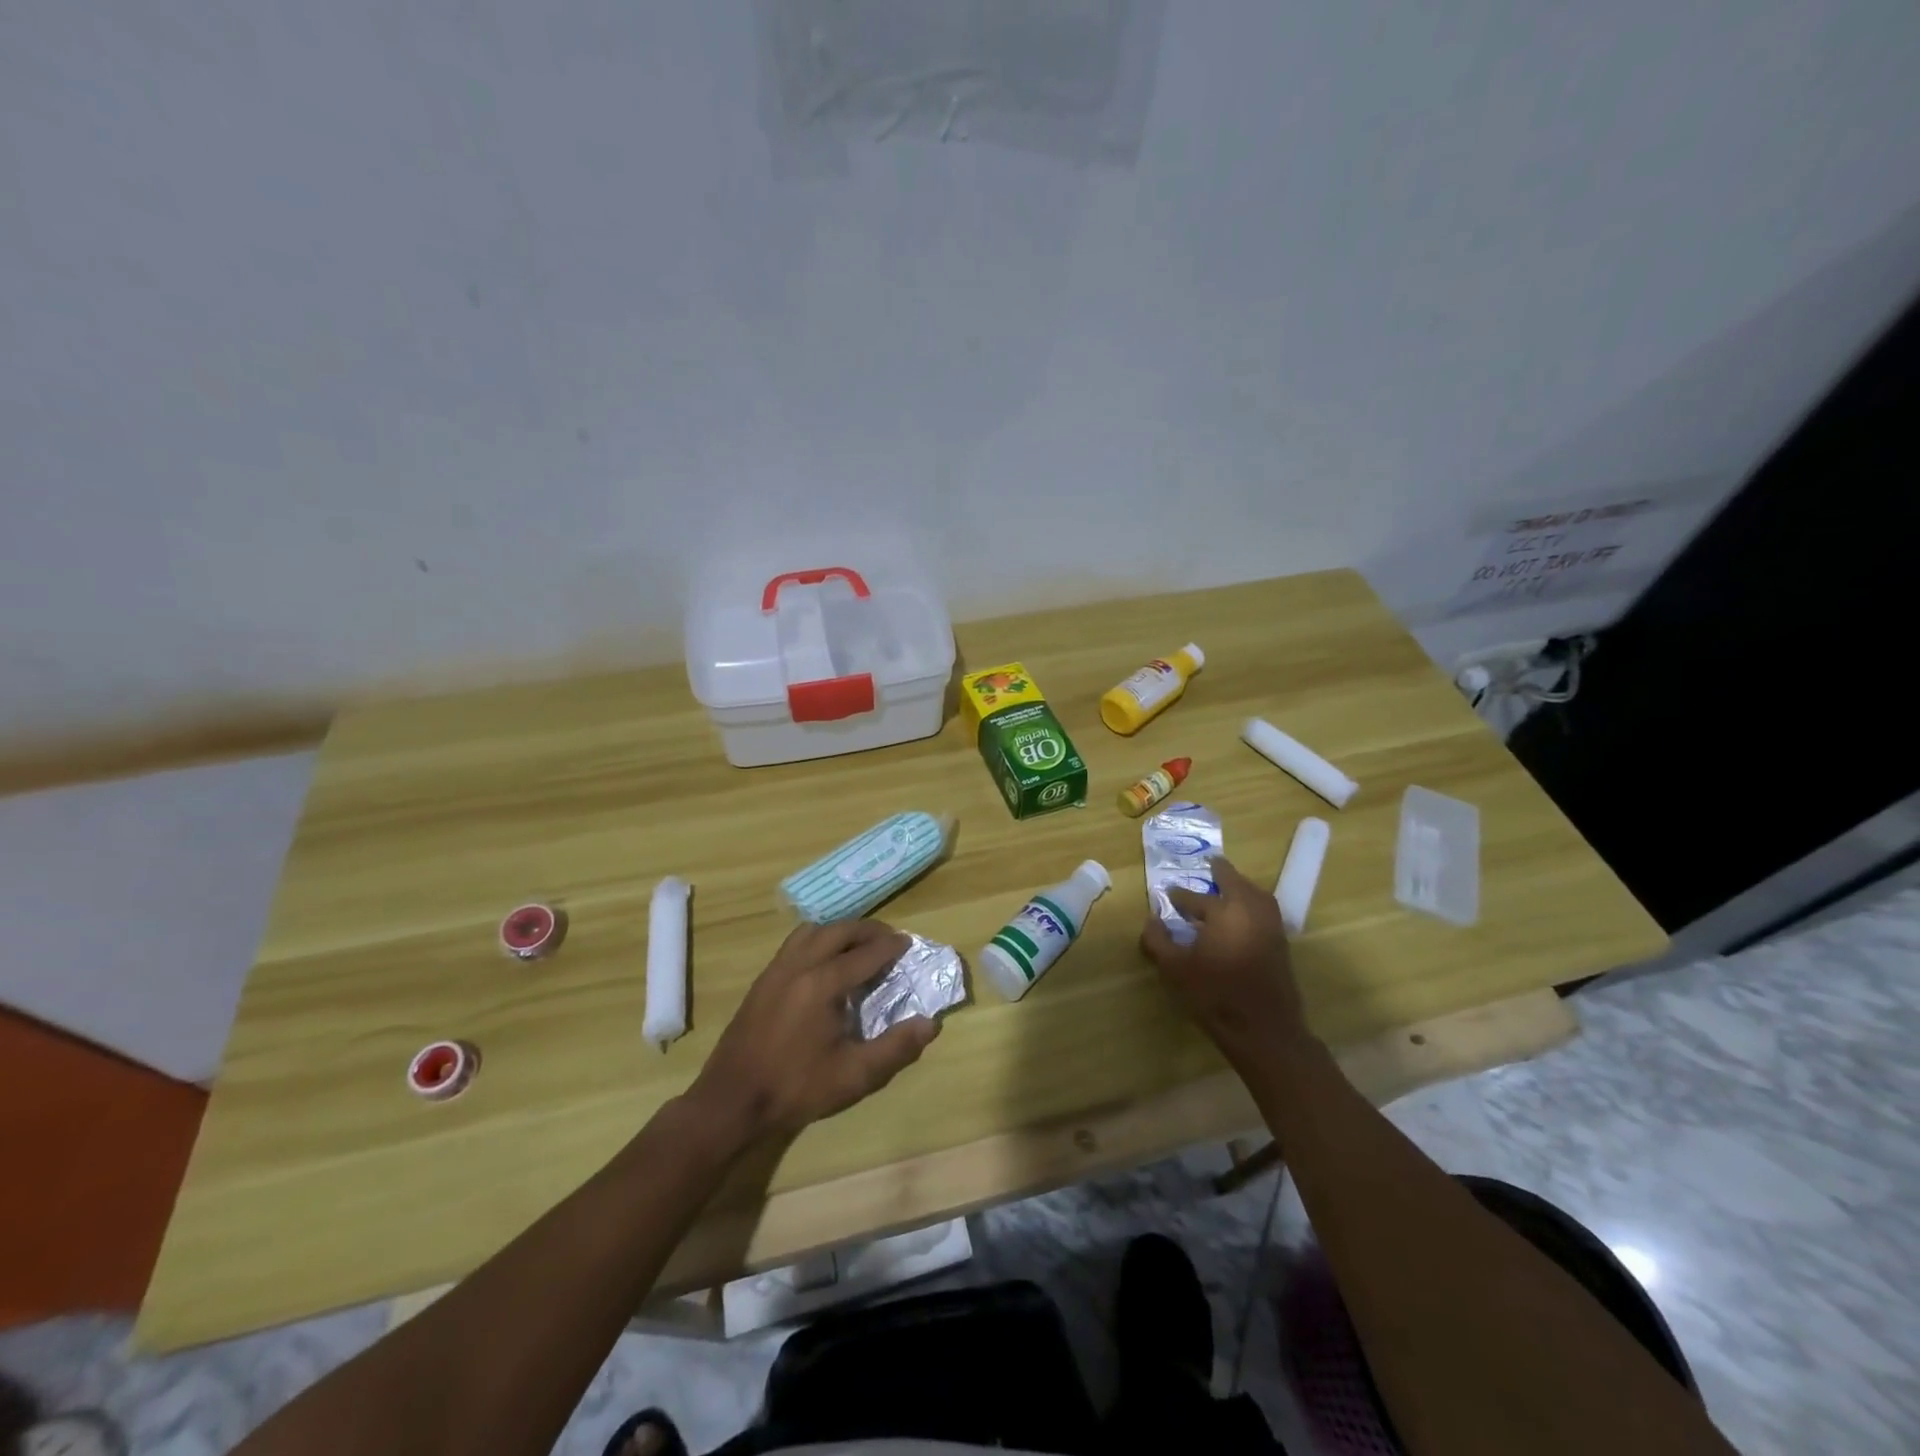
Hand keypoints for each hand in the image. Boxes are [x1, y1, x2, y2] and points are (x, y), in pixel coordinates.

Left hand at [688, 919, 939, 1143]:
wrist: (731, 1101)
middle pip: (839, 931)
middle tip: (889, 940)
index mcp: (823, 983)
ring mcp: (776, 969)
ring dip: (840, 931)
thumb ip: (896, 1048)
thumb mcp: (854, 1076)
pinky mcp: (762, 980)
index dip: (891, 946)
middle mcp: (799, 965)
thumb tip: (930, 1024)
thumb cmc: (796, 1088)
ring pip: (813, 931)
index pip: (866, 953)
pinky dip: (818, 940)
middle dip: (868, 930)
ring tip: (858, 946)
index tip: (909, 943)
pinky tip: (824, 962)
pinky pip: (795, 943)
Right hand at [1140, 855, 1310, 1068]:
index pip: (1194, 898)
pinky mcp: (1281, 942)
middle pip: (1235, 882)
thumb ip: (1159, 941)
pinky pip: (1266, 909)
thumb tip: (1151, 920)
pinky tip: (1244, 913)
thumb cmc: (1215, 995)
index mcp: (1223, 912)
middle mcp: (1249, 910)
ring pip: (1255, 893)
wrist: (1265, 1029)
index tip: (1167, 894)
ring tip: (1229, 884)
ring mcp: (1270, 925)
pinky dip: (1254, 901)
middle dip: (1221, 872)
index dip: (1178, 896)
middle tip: (1211, 864)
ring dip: (1241, 885)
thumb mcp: (1176, 969)